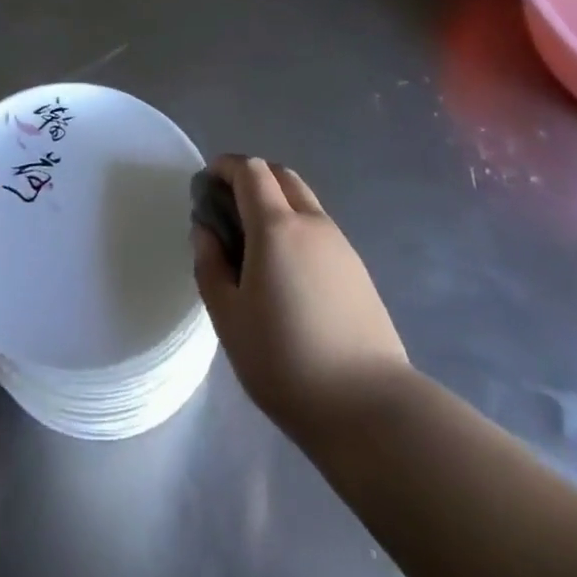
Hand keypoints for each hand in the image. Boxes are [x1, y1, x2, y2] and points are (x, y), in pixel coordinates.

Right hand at [192, 155, 408, 438]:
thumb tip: (206, 230)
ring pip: (304, 202)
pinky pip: (320, 230)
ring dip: (276, 203)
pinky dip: (296, 228)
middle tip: (228, 210)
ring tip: (256, 245)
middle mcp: (312, 223)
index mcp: (276, 226)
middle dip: (251, 178)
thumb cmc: (286, 361)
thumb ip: (210, 264)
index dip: (225, 167)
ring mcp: (341, 246)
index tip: (206, 187)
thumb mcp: (228, 317)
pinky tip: (287, 272)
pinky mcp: (359, 271)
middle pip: (281, 176)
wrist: (371, 410)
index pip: (250, 169)